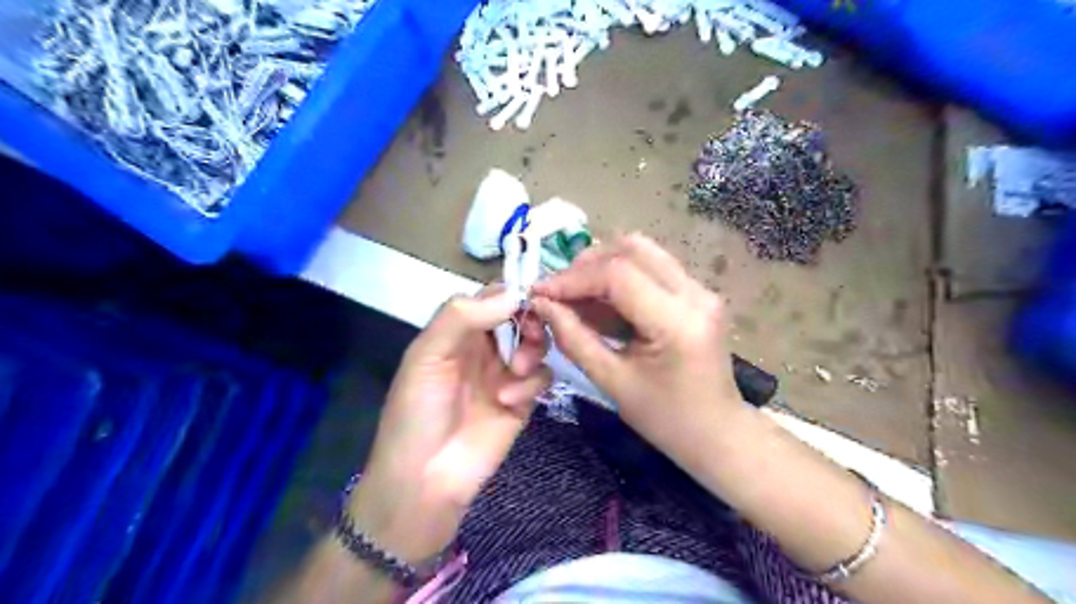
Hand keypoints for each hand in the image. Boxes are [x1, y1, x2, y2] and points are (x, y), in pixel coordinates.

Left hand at [350, 285, 549, 562]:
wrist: (425, 479)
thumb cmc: (417, 411)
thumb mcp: (427, 356)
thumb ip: (462, 317)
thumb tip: (512, 294)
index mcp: (457, 331)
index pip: (491, 297)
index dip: (511, 293)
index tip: (530, 295)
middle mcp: (484, 347)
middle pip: (521, 317)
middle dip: (528, 321)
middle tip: (527, 334)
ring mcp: (505, 373)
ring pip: (536, 343)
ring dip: (531, 350)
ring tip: (516, 369)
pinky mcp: (522, 400)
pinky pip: (541, 377)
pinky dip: (531, 383)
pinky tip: (509, 400)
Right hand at [528, 233, 749, 461]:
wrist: (717, 433)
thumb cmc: (665, 419)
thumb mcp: (612, 383)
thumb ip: (574, 339)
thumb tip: (542, 304)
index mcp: (677, 322)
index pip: (618, 275)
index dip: (573, 279)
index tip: (540, 292)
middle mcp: (695, 294)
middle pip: (632, 249)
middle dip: (586, 265)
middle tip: (557, 291)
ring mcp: (699, 290)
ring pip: (642, 252)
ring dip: (602, 266)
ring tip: (573, 294)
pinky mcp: (696, 293)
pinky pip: (650, 268)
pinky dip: (618, 277)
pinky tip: (597, 301)